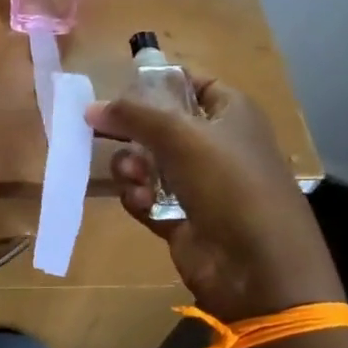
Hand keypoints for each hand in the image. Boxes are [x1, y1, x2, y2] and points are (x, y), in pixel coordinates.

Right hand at [85, 76, 341, 320]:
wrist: (257, 266)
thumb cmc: (229, 183)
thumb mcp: (182, 135)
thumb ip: (134, 114)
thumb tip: (91, 107)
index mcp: (230, 114)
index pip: (192, 84)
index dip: (158, 82)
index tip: (119, 90)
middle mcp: (215, 145)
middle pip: (160, 125)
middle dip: (132, 131)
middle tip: (102, 132)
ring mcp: (198, 184)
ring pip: (147, 162)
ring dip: (132, 167)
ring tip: (133, 178)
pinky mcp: (181, 218)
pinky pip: (146, 197)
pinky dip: (138, 198)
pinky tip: (141, 203)